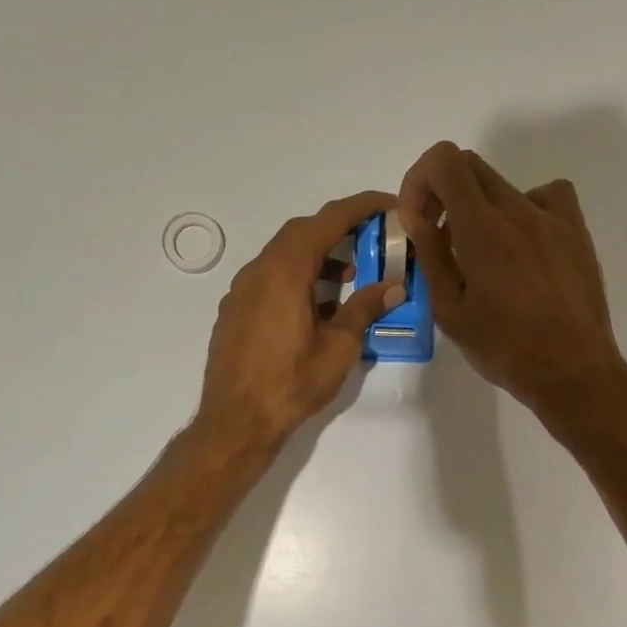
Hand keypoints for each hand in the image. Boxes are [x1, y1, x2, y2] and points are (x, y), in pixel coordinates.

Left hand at [197, 191, 405, 452]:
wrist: (235, 422)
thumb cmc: (291, 384)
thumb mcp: (338, 348)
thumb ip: (364, 309)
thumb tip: (393, 287)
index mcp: (285, 271)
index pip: (328, 220)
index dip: (362, 207)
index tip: (389, 205)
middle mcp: (258, 271)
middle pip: (302, 233)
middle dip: (339, 230)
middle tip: (372, 241)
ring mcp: (240, 291)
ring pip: (282, 256)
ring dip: (317, 257)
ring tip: (348, 278)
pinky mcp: (234, 311)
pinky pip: (268, 279)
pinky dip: (296, 277)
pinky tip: (314, 307)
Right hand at [398, 141, 626, 420]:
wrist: (571, 370)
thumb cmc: (504, 349)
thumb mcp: (451, 311)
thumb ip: (431, 256)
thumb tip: (418, 217)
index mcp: (482, 229)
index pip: (445, 162)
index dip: (420, 180)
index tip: (417, 218)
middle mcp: (518, 211)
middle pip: (471, 167)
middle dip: (443, 192)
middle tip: (438, 235)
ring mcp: (552, 218)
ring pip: (504, 185)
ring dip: (479, 207)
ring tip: (481, 252)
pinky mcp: (576, 232)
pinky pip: (547, 196)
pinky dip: (525, 208)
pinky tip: (523, 244)